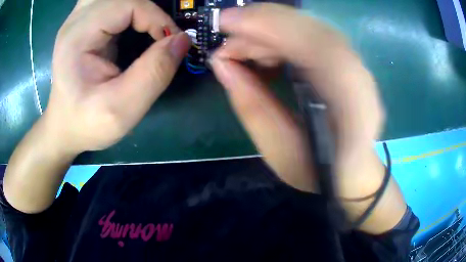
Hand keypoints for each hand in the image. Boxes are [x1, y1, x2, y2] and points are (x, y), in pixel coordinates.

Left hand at [47, 0, 190, 153]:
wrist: (65, 127)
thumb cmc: (87, 123)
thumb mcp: (122, 109)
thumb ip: (154, 73)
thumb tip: (182, 40)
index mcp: (78, 36)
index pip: (128, 4)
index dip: (157, 18)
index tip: (170, 42)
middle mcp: (77, 20)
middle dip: (149, 10)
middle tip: (160, 32)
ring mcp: (79, 19)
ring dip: (137, 6)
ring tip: (148, 26)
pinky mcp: (84, 23)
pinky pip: (110, 1)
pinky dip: (129, 8)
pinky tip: (133, 22)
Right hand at [211, 4, 405, 232]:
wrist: (354, 171)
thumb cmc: (319, 171)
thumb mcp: (279, 151)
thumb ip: (251, 105)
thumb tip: (221, 63)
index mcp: (353, 111)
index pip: (318, 50)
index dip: (271, 27)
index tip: (226, 22)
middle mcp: (362, 80)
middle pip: (313, 30)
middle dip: (263, 23)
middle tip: (226, 34)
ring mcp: (358, 67)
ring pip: (312, 28)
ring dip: (271, 28)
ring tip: (242, 47)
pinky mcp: (349, 62)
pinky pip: (314, 35)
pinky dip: (283, 34)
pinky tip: (265, 50)